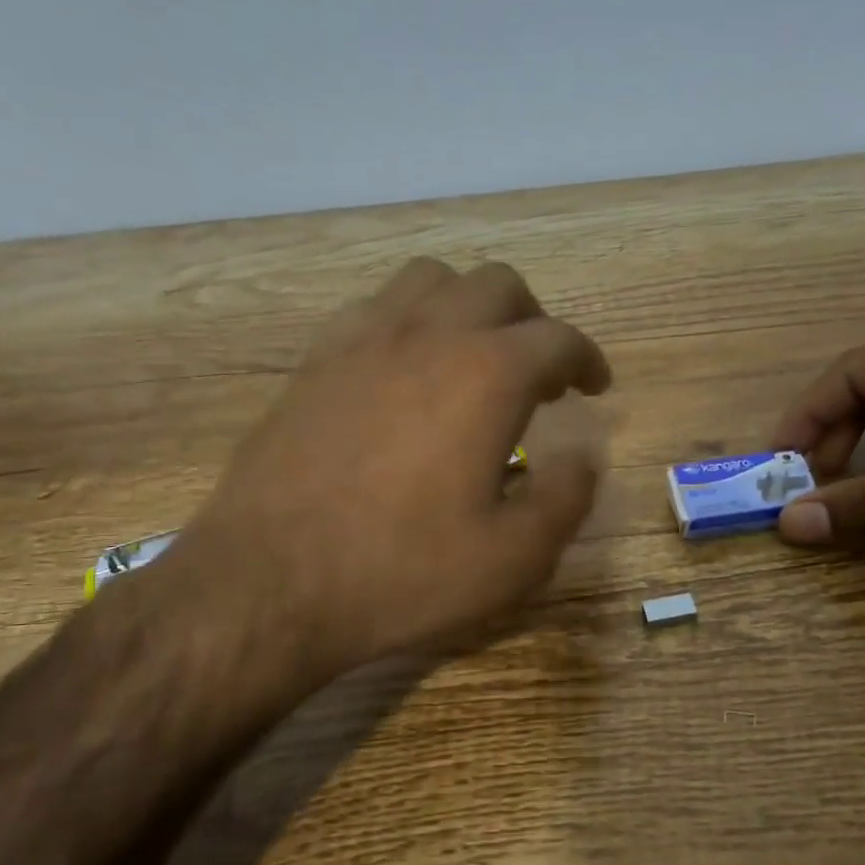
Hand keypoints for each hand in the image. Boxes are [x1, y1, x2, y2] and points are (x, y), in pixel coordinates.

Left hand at [152, 258, 611, 688]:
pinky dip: (409, 322)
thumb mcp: (513, 558)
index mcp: (488, 374)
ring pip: (431, 280)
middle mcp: (429, 335)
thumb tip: (584, 459)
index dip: (588, 359)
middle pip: (498, 286)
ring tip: (474, 357)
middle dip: (533, 321)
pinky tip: (404, 371)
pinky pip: (374, 309)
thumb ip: (566, 498)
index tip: (595, 386)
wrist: (270, 583)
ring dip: (469, 306)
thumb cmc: (403, 572)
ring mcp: (362, 340)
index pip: (558, 339)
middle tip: (540, 372)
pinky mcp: (314, 361)